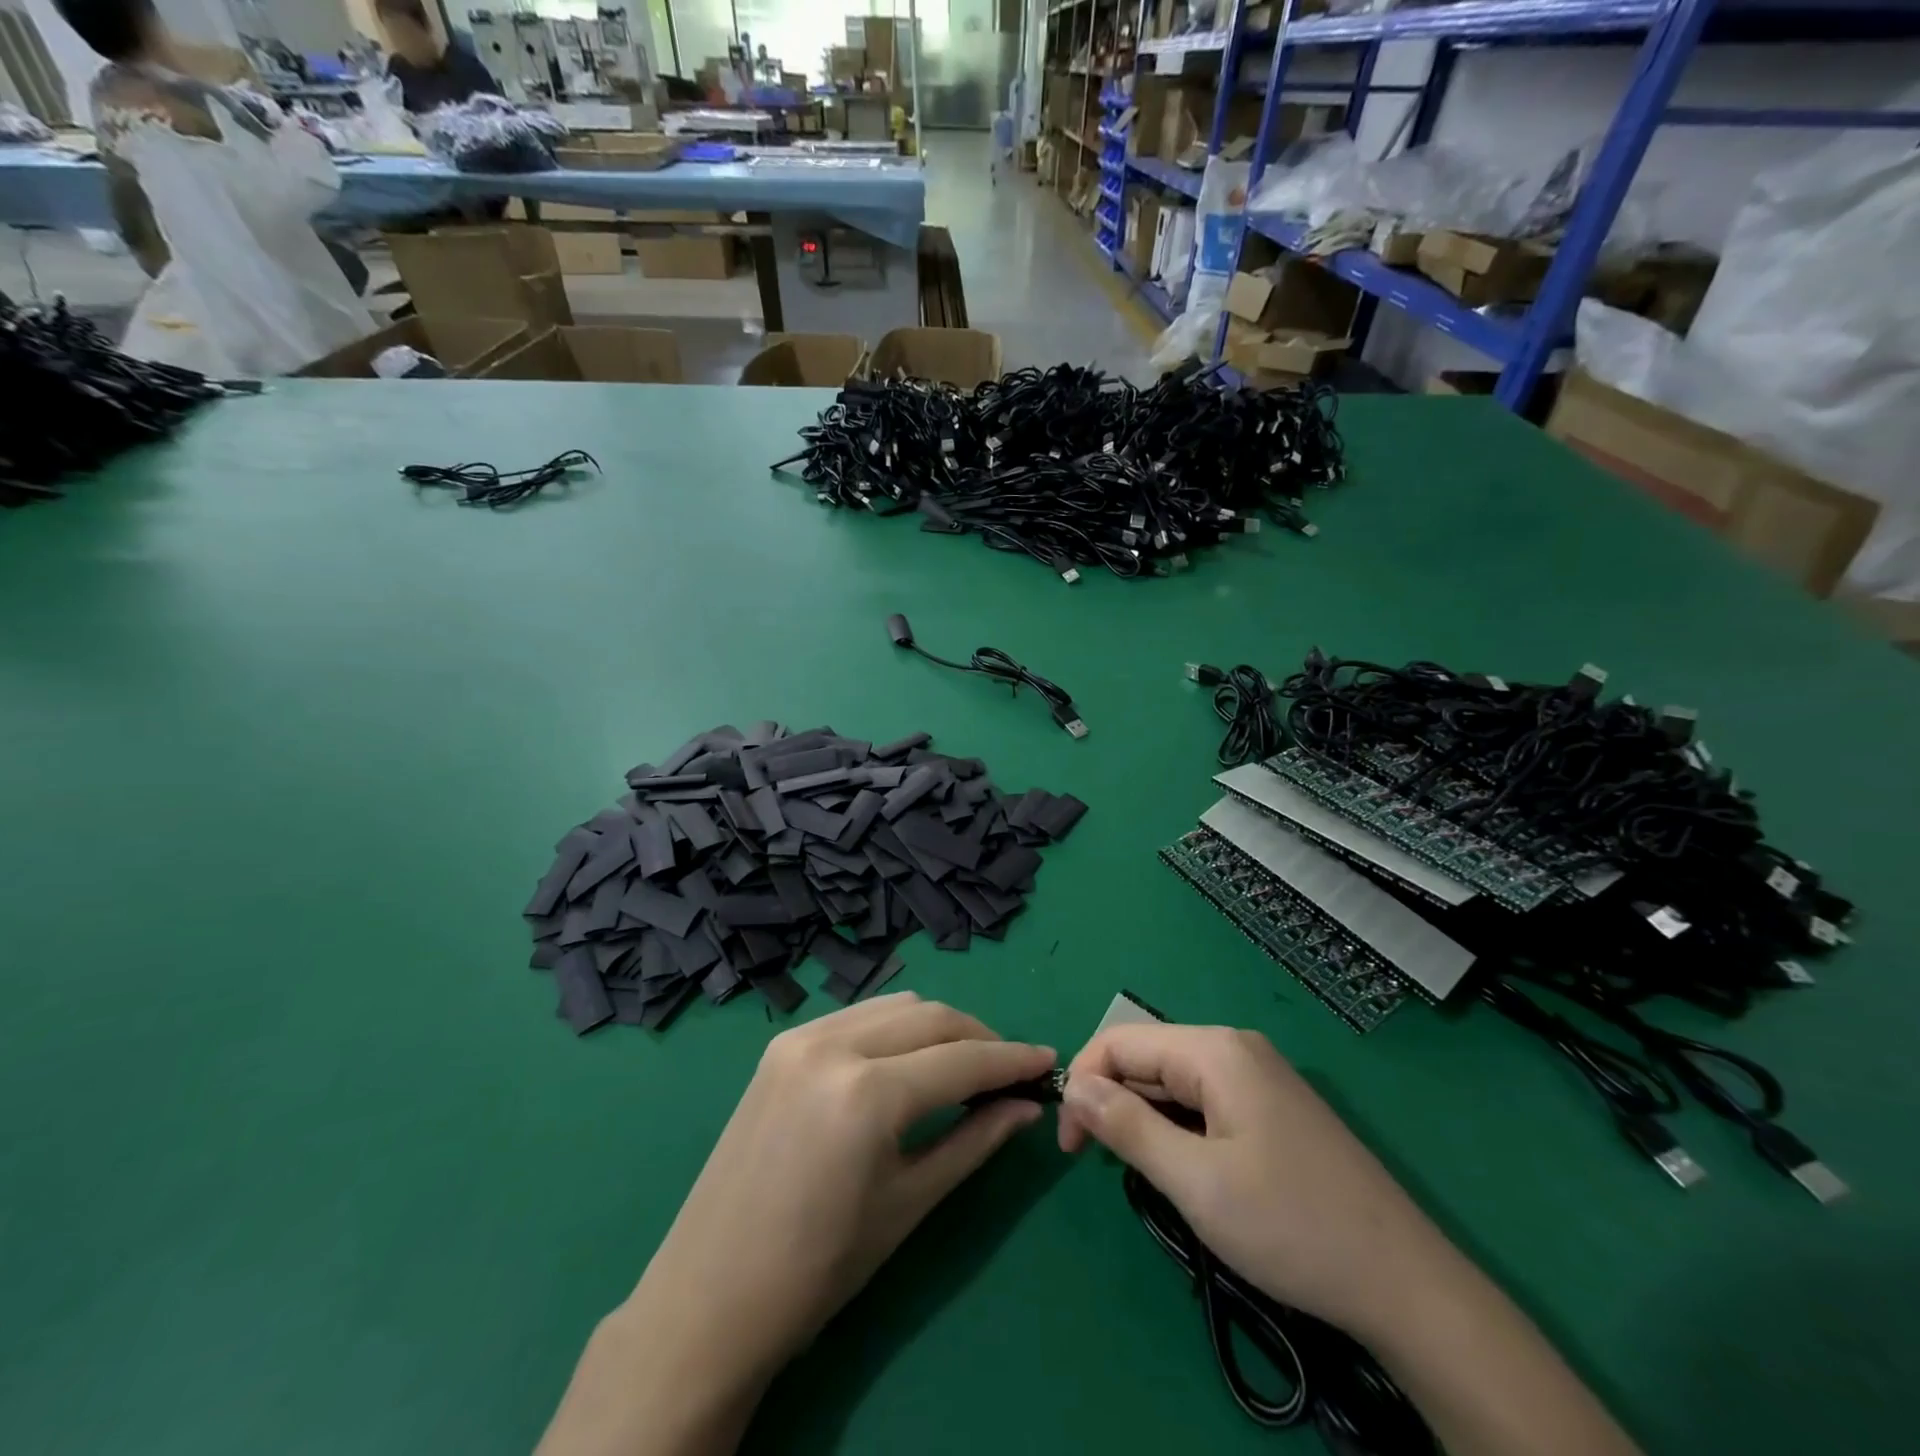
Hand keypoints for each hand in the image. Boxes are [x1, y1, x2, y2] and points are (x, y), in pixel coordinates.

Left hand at [634, 994, 1054, 1381]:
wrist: (710, 1297)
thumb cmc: (819, 1268)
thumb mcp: (909, 1204)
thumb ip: (975, 1142)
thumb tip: (1026, 1106)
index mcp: (867, 1092)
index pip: (961, 1060)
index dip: (1011, 1060)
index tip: (1049, 1062)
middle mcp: (833, 1044)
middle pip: (931, 1016)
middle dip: (979, 1037)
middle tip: (1010, 1070)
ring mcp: (801, 1037)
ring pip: (895, 1005)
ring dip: (939, 1027)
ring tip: (964, 1065)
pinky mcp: (782, 1044)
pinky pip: (858, 1016)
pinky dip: (896, 1028)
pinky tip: (908, 1060)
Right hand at [1057, 1022, 1450, 1342]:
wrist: (1405, 1285)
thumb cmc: (1291, 1227)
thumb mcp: (1196, 1182)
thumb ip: (1127, 1126)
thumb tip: (1074, 1088)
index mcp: (1215, 1050)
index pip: (1120, 1041)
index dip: (1084, 1083)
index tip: (1070, 1145)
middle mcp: (1235, 1049)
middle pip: (1148, 1058)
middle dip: (1112, 1101)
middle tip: (1097, 1165)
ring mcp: (1259, 1077)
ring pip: (1175, 1082)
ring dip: (1144, 1118)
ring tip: (1139, 1172)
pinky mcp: (1273, 1108)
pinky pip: (1205, 1102)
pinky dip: (1177, 1128)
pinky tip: (1183, 1169)